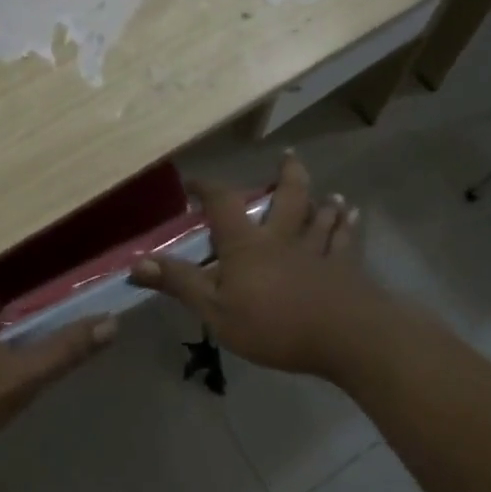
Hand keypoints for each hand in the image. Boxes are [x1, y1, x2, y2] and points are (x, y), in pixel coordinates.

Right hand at [131, 151, 395, 382]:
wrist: (344, 336)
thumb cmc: (273, 324)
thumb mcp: (214, 309)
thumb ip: (179, 283)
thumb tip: (136, 262)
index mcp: (247, 243)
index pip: (223, 203)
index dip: (208, 188)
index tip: (195, 181)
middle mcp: (283, 237)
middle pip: (288, 198)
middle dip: (286, 175)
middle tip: (288, 155)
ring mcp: (318, 251)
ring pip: (321, 217)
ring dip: (323, 202)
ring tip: (329, 192)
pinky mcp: (345, 270)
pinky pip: (346, 242)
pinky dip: (348, 227)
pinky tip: (354, 218)